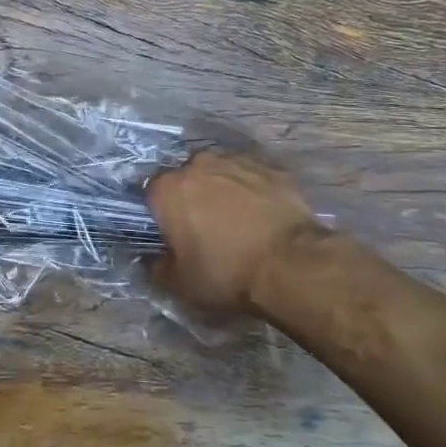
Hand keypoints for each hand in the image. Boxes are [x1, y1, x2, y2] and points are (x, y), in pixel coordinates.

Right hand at [146, 149, 326, 320]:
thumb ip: (159, 269)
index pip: (152, 194)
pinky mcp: (272, 168)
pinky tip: (264, 216)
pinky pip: (252, 178)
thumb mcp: (182, 284)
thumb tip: (154, 261)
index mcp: (169, 189)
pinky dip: (253, 192)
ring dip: (223, 191)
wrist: (292, 263)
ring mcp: (238, 162)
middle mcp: (198, 165)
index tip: (172, 235)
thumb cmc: (227, 272)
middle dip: (192, 198)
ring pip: (221, 173)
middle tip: (205, 230)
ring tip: (238, 222)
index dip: (161, 215)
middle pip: (187, 178)